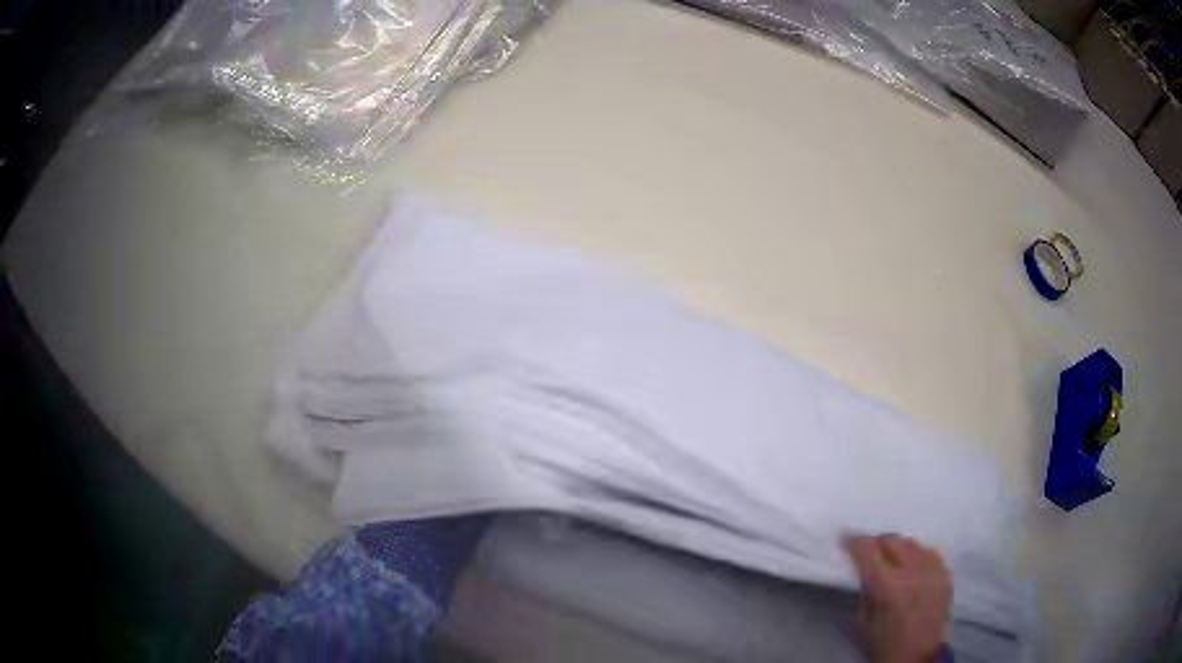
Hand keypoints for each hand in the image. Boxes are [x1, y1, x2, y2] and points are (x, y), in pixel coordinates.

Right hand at [844, 535, 951, 662]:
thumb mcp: (865, 620)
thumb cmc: (886, 642)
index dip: (855, 543)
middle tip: (868, 552)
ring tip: (891, 559)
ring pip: (912, 544)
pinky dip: (918, 556)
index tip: (846, 540)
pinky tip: (913, 568)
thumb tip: (863, 574)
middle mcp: (912, 570)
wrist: (919, 655)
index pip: (869, 551)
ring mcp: (932, 569)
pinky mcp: (945, 574)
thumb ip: (865, 592)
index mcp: (887, 584)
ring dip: (898, 548)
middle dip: (877, 543)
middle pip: (892, 541)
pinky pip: (930, 554)